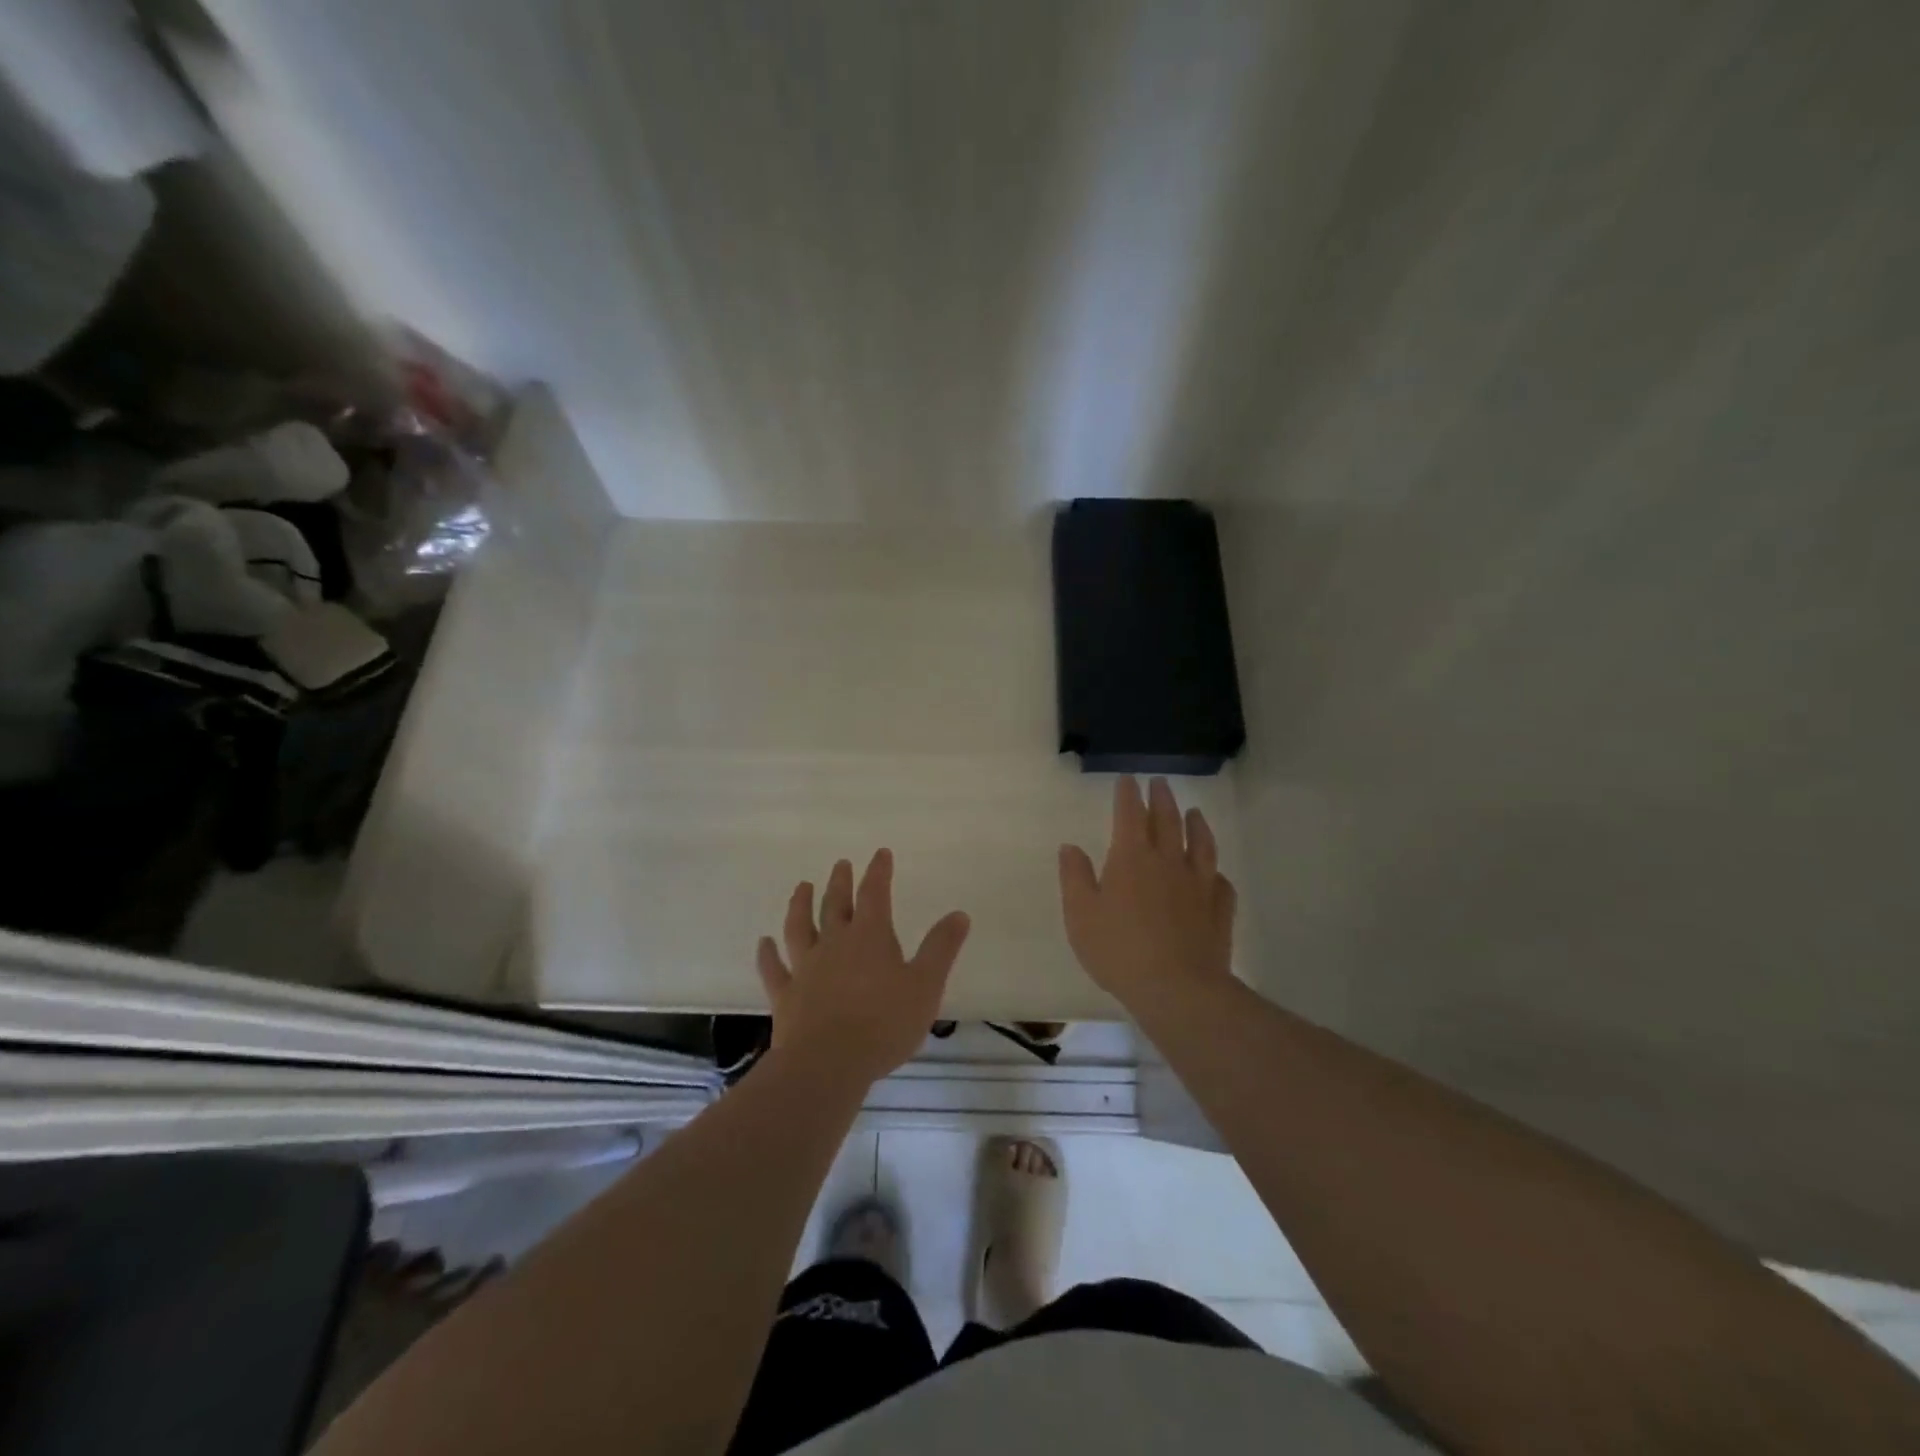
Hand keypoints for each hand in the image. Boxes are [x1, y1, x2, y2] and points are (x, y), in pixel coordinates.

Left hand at [756, 849, 971, 1086]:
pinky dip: (768, 954)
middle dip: (840, 882)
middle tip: (840, 864)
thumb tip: (959, 914)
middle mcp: (834, 943)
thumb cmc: (884, 1024)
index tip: (880, 854)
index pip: (875, 893)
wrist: (828, 1063)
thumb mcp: (925, 985)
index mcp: (870, 937)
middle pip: (835, 905)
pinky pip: (774, 969)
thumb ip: (941, 948)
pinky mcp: (786, 995)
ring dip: (800, 905)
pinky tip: (763, 943)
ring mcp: (806, 968)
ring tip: (802, 887)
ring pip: (800, 927)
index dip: (878, 872)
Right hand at [1058, 776, 1236, 1009]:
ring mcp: (1198, 884)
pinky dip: (1216, 872)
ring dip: (1197, 824)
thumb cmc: (1119, 950)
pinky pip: (1221, 882)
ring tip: (1195, 812)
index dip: (1128, 795)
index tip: (1128, 779)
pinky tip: (1215, 873)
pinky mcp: (1219, 909)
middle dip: (1162, 799)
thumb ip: (1075, 877)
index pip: (1130, 815)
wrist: (1177, 988)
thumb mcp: (1080, 915)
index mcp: (1131, 858)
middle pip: (1167, 821)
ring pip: (1201, 844)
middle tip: (1160, 783)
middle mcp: (1168, 862)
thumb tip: (1071, 846)